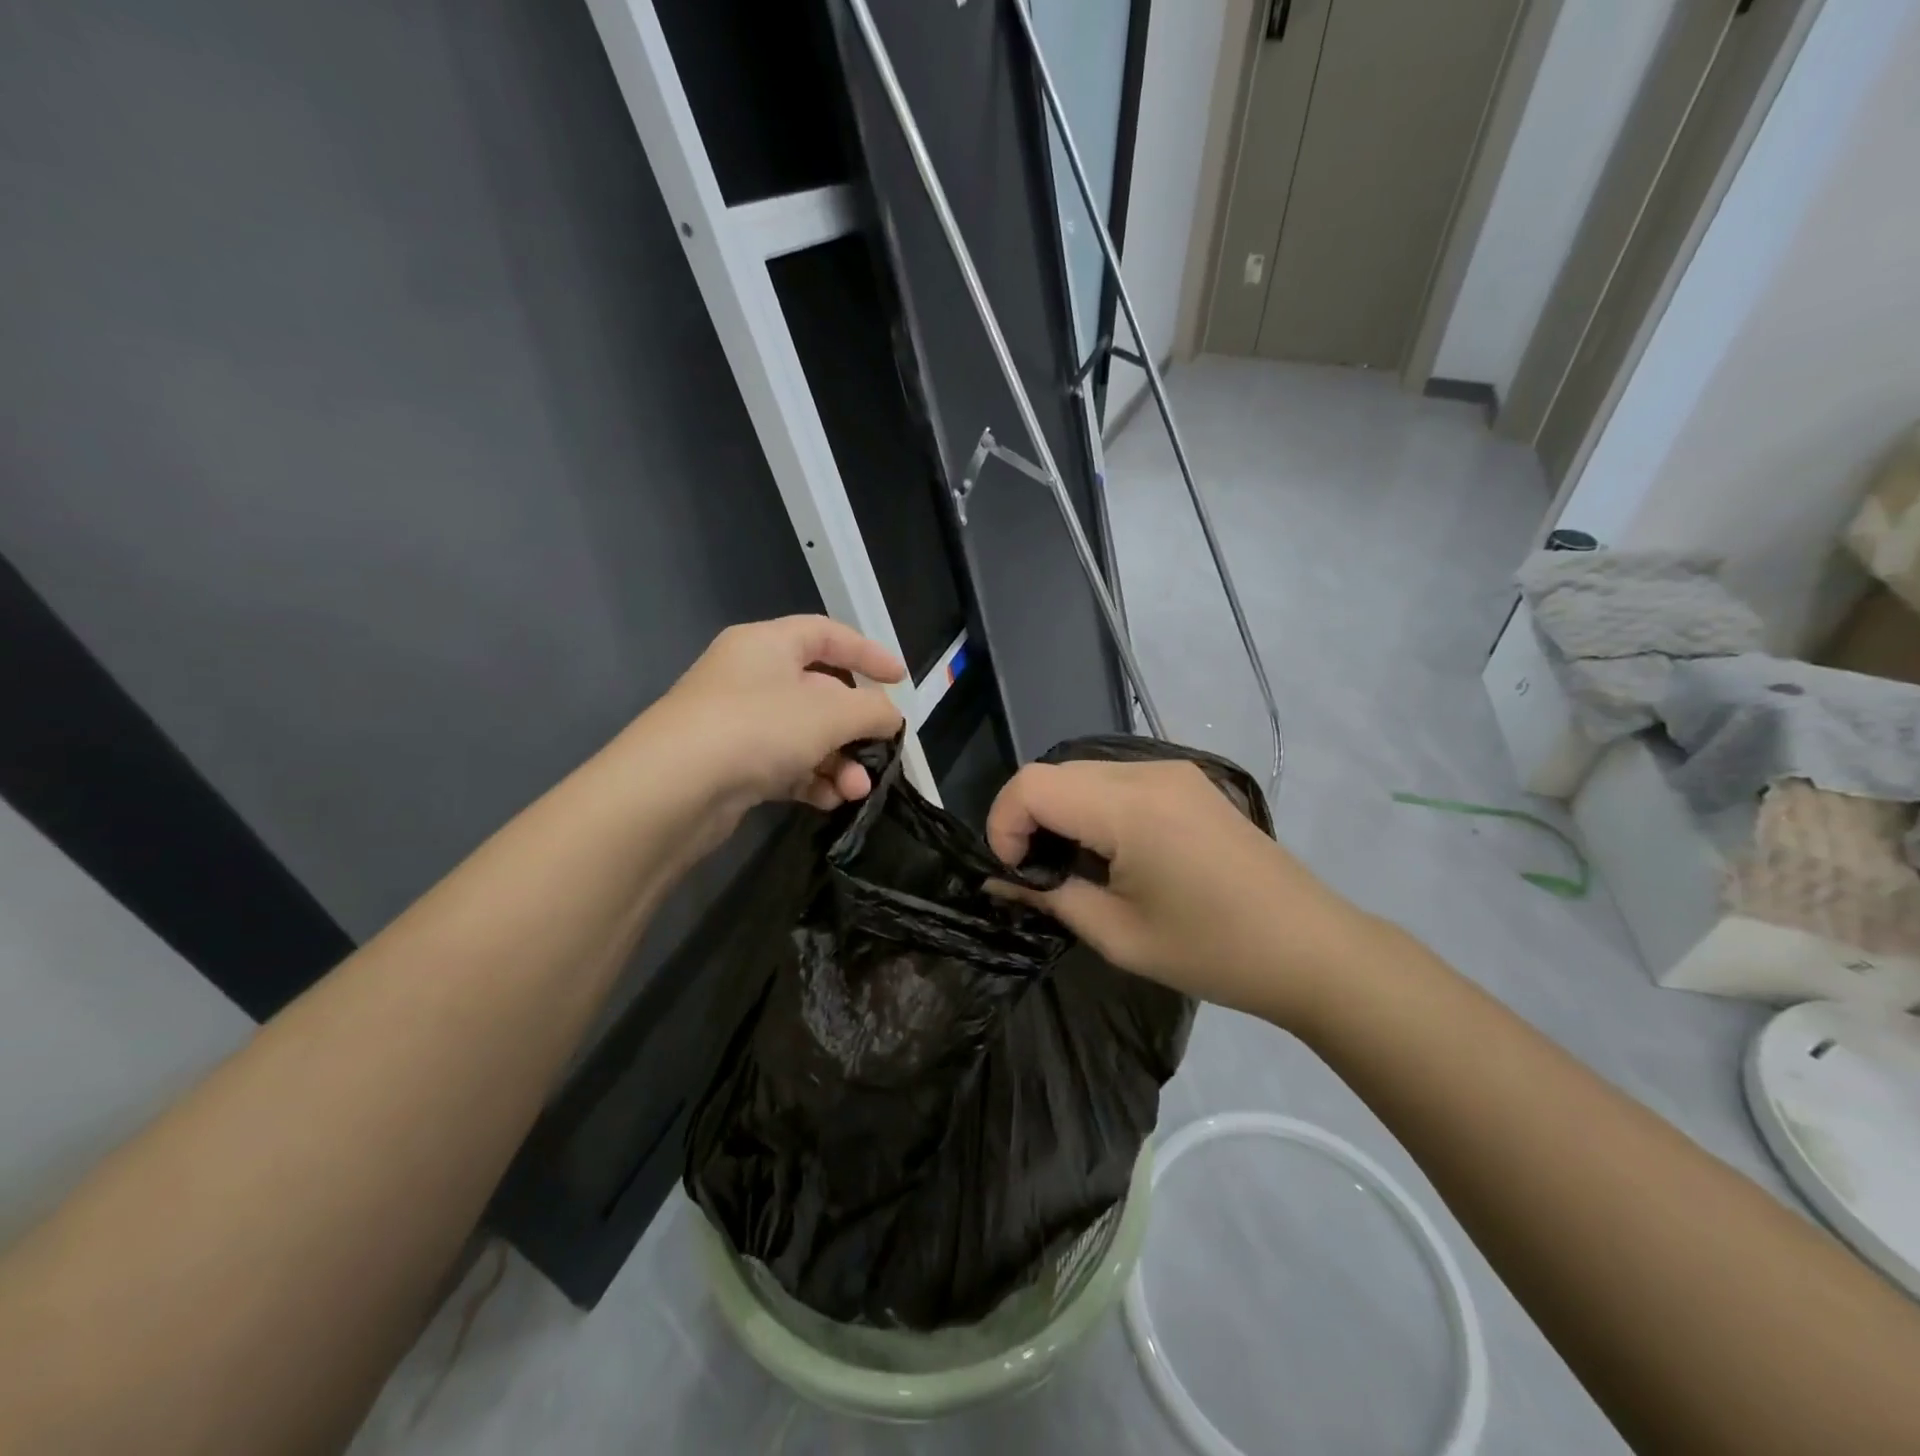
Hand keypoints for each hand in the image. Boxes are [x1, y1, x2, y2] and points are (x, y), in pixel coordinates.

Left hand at [633, 615, 904, 833]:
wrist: (673, 789)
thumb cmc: (759, 728)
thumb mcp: (831, 713)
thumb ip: (872, 710)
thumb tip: (890, 717)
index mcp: (768, 644)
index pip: (827, 635)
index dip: (868, 654)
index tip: (900, 680)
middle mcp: (750, 677)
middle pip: (819, 692)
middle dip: (856, 727)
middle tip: (882, 750)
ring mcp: (737, 722)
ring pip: (804, 735)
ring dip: (838, 762)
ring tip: (857, 790)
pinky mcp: (730, 764)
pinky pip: (783, 764)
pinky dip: (810, 780)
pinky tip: (830, 801)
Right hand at [985, 760, 1378, 1023]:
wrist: (1312, 949)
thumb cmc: (1214, 951)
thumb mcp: (1118, 935)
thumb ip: (1050, 896)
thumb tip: (998, 881)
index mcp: (1130, 807)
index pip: (1031, 785)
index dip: (1004, 825)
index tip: (1015, 874)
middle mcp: (1148, 772)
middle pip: (1054, 773)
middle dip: (1028, 820)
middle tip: (1039, 875)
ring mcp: (1172, 771)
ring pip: (1082, 773)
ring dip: (1061, 813)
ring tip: (1075, 868)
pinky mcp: (1187, 781)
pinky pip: (1115, 780)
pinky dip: (1093, 808)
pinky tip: (1112, 853)